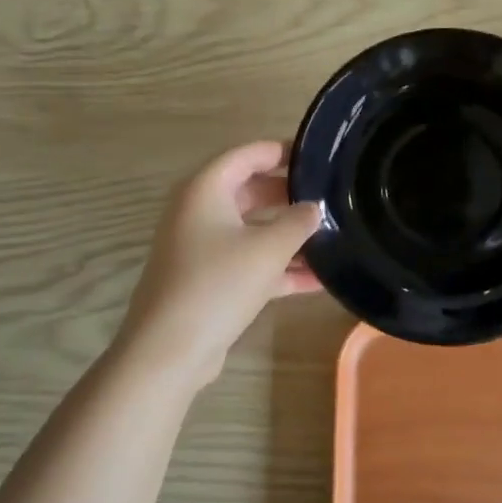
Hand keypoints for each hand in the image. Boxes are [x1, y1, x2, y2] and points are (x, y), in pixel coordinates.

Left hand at [116, 141, 323, 388]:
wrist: (169, 350)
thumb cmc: (218, 284)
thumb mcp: (268, 249)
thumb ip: (297, 222)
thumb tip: (314, 208)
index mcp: (205, 190)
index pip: (246, 155)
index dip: (281, 152)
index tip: (317, 157)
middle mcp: (199, 212)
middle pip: (250, 191)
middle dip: (289, 196)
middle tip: (329, 197)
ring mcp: (201, 248)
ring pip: (251, 230)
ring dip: (288, 236)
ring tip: (332, 236)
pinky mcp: (208, 280)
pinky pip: (248, 262)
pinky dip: (278, 267)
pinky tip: (317, 280)